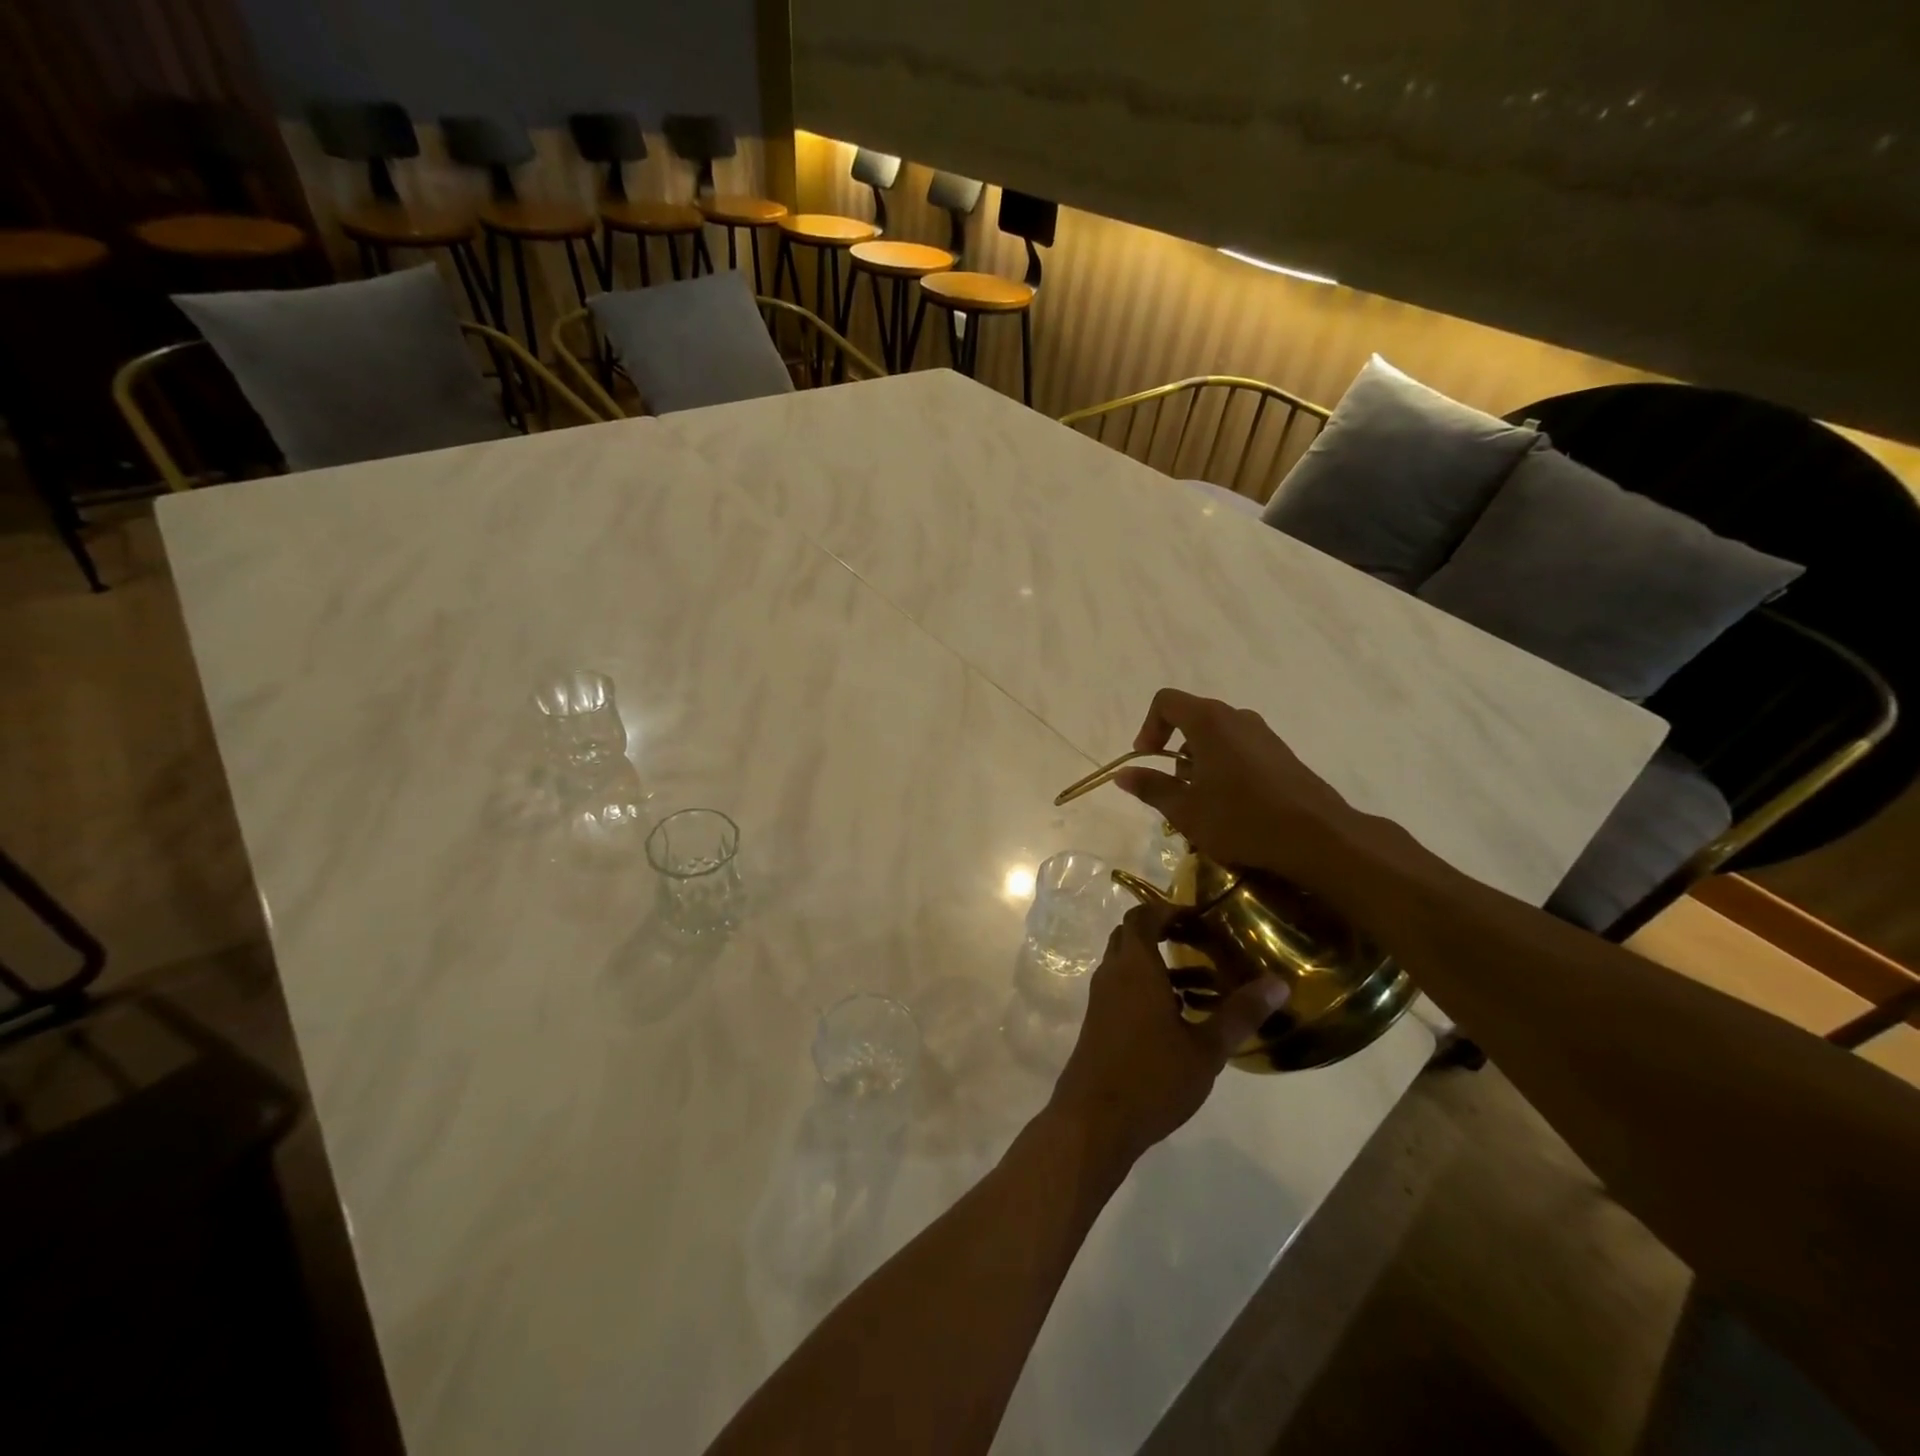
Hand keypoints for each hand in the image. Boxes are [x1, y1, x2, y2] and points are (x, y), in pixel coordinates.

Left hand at [1049, 904, 1289, 1167]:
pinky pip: (1125, 988)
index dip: (1169, 909)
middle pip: (1133, 936)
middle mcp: (1113, 974)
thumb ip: (1240, 1013)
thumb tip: (1279, 983)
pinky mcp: (1100, 1021)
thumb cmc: (1152, 1078)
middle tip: (1206, 944)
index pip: (1143, 917)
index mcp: (1134, 967)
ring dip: (1163, 965)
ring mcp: (1102, 998)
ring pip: (1130, 965)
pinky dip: (1151, 988)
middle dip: (1167, 933)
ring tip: (1209, 986)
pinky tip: (1183, 1018)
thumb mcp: (1205, 1049)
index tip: (1201, 917)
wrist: (1093, 1120)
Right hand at [1114, 688, 1398, 897]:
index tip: (1146, 760)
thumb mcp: (1185, 810)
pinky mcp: (1280, 753)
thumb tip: (1123, 774)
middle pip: (1192, 717)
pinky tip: (1230, 804)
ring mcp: (1263, 734)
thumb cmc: (1241, 820)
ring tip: (1200, 800)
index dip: (1148, 727)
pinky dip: (1223, 765)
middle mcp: (1236, 717)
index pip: (1166, 702)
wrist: (1317, 836)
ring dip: (1198, 759)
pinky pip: (1240, 747)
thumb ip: (1151, 788)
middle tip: (1172, 785)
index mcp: (1209, 722)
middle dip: (1173, 747)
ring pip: (1217, 734)